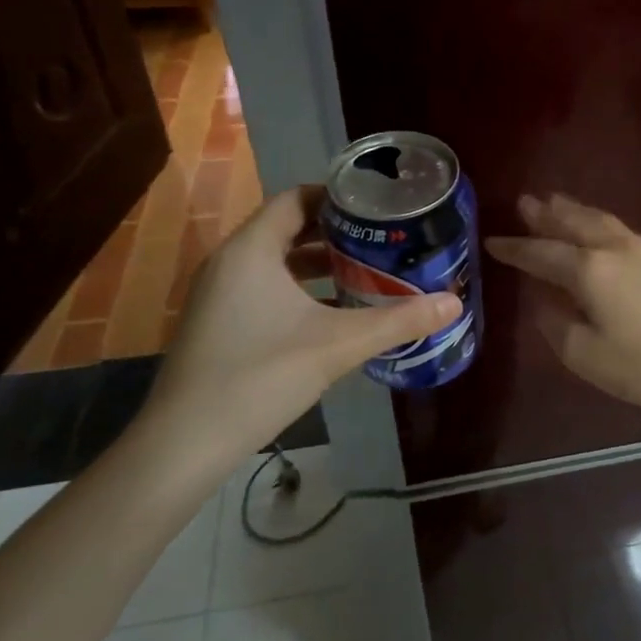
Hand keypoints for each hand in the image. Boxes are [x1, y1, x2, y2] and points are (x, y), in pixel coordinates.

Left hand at [142, 187, 459, 460]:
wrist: (186, 443)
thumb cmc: (260, 376)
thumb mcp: (338, 345)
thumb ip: (398, 321)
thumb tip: (454, 303)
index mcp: (251, 250)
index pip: (296, 199)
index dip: (338, 197)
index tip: (379, 206)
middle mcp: (230, 262)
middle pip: (287, 227)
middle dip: (336, 231)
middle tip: (383, 236)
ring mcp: (219, 294)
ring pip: (276, 261)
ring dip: (319, 262)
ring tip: (367, 269)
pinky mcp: (219, 322)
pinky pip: (264, 287)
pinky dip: (300, 288)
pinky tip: (334, 311)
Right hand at [486, 194, 640, 420]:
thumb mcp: (583, 354)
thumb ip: (554, 322)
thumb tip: (543, 299)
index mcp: (587, 270)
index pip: (540, 253)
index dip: (514, 248)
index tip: (492, 242)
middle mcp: (610, 248)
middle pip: (570, 223)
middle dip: (543, 214)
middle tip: (523, 202)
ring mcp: (638, 249)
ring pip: (595, 219)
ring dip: (571, 210)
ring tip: (553, 201)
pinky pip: (614, 226)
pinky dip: (594, 218)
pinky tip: (593, 225)